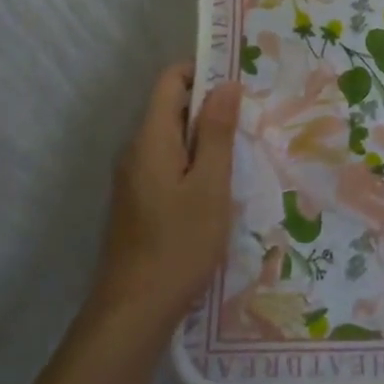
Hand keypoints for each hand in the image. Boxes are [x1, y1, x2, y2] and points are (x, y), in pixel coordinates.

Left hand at [93, 64, 243, 333]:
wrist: (134, 311)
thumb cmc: (179, 244)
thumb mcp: (210, 186)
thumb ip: (217, 133)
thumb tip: (226, 84)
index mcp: (150, 139)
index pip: (170, 81)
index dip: (203, 72)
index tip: (239, 81)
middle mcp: (135, 150)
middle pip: (170, 107)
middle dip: (209, 106)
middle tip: (250, 119)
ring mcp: (133, 178)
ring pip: (171, 138)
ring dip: (204, 137)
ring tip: (242, 151)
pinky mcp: (138, 201)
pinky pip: (167, 163)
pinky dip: (193, 162)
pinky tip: (218, 186)